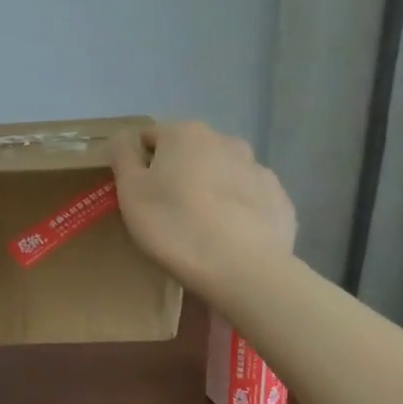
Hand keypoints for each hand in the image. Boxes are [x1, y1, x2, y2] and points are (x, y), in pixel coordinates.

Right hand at [108, 120, 295, 296]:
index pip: (150, 137)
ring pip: (222, 174)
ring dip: (209, 190)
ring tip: (201, 229)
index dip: (139, 164)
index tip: (137, 195)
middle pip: (190, 153)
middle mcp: (225, 140)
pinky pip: (248, 200)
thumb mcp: (131, 192)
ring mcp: (258, 169)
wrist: (243, 269)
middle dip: (178, 175)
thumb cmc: (174, 226)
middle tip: (167, 213)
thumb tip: (123, 137)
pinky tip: (229, 239)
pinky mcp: (279, 199)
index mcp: (185, 134)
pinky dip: (237, 212)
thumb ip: (123, 156)